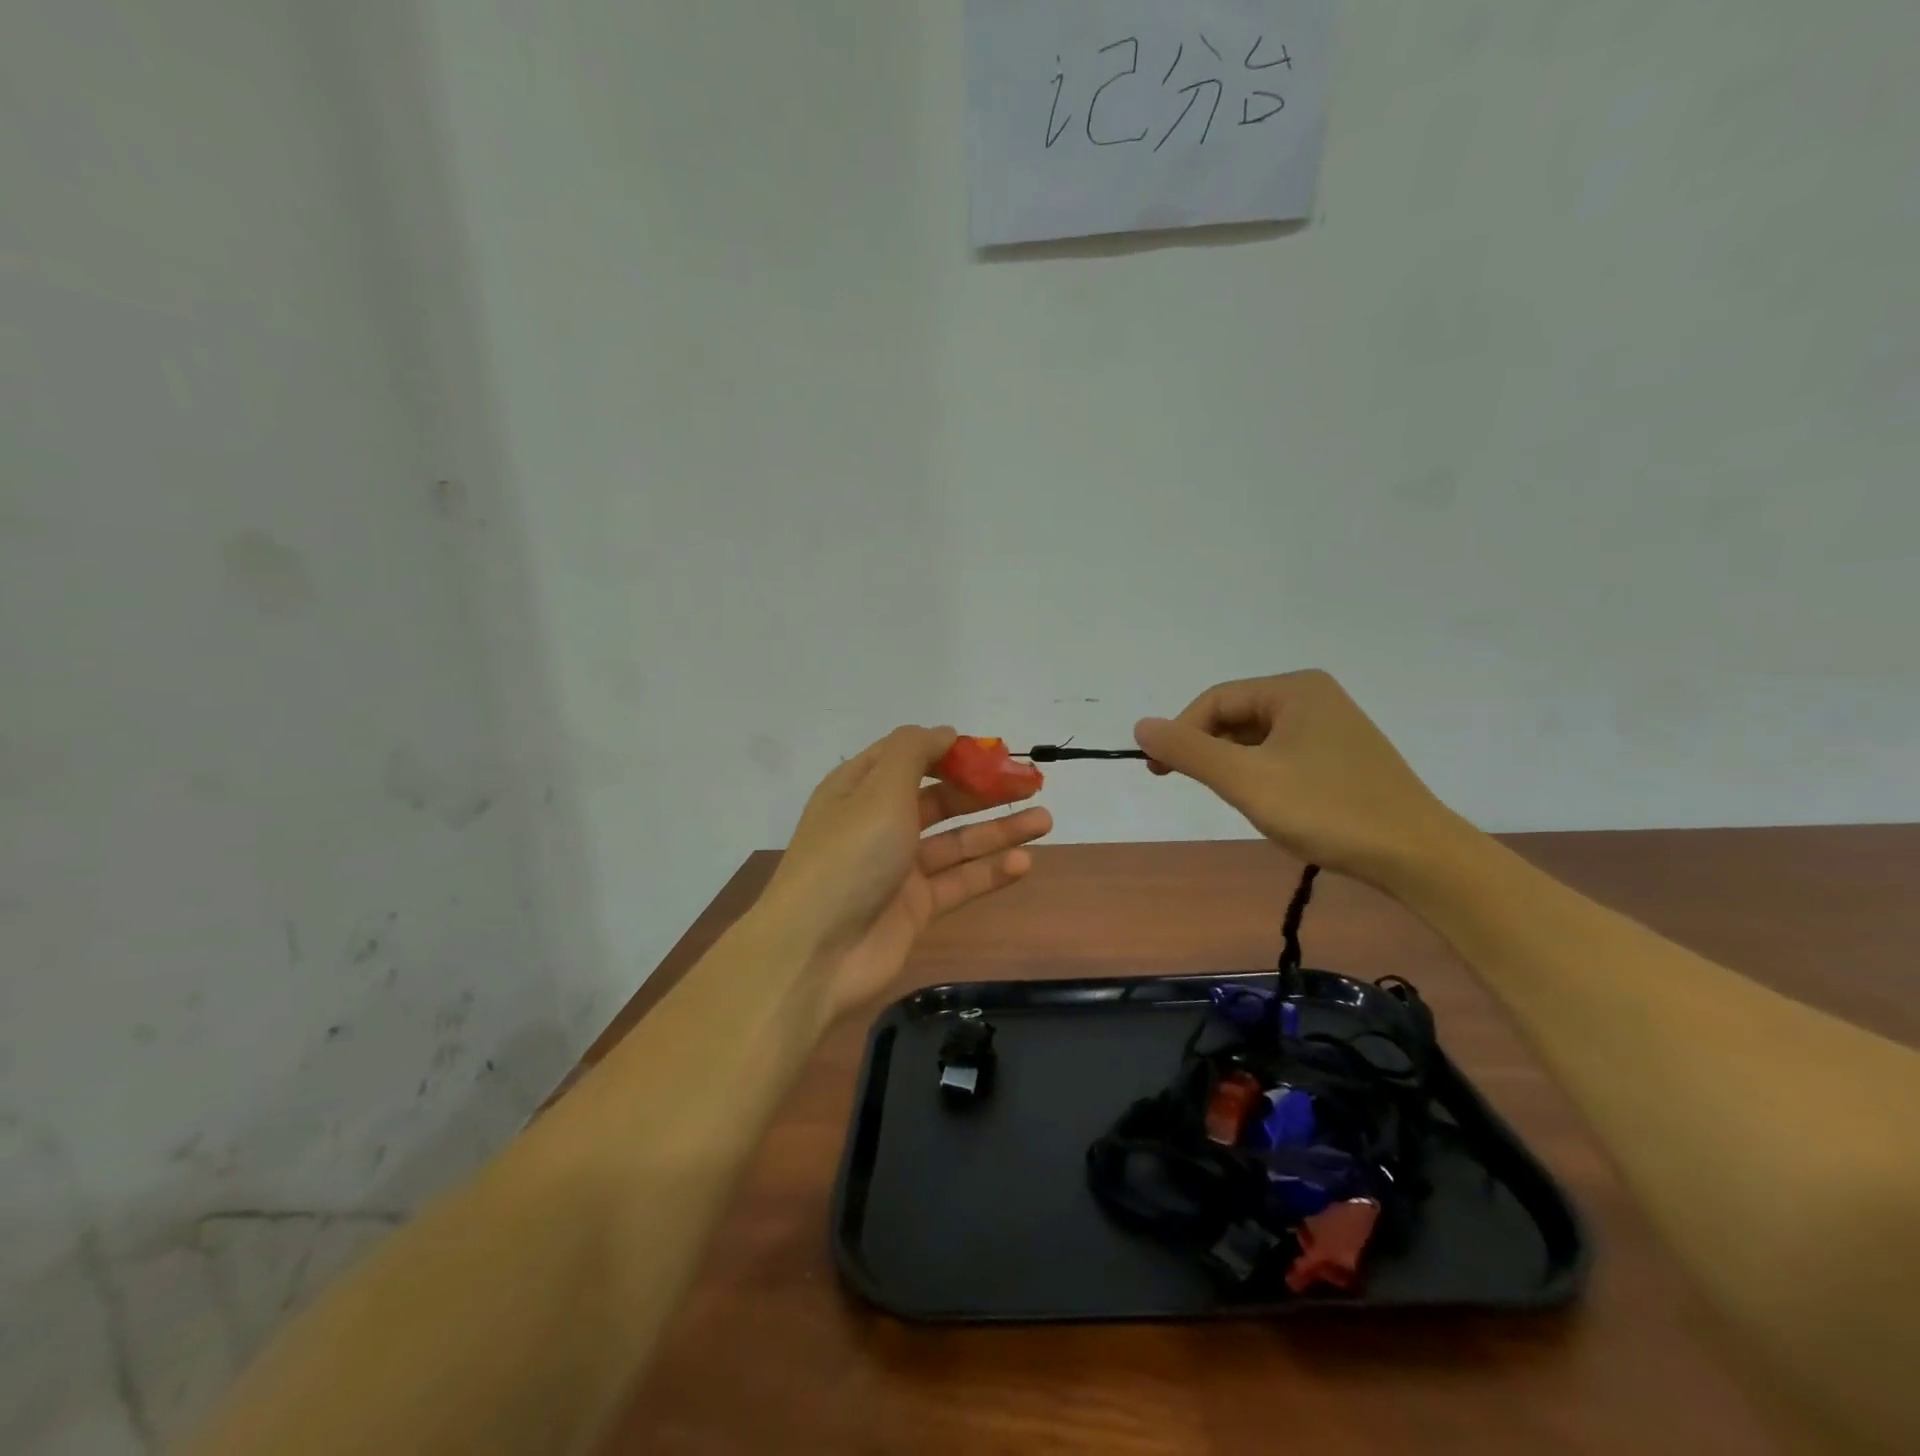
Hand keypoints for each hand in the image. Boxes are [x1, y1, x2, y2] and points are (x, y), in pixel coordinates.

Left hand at [759, 726, 1052, 1021]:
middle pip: (940, 798)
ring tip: (1045, 819)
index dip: (950, 750)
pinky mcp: (915, 907)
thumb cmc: (849, 857)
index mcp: (860, 788)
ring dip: (998, 829)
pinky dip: (990, 871)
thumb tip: (944, 732)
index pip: (909, 757)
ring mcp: (898, 867)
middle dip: (985, 789)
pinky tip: (1024, 863)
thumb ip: (913, 752)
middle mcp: (879, 823)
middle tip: (1033, 782)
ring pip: (956, 840)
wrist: (817, 953)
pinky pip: (959, 882)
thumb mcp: (878, 789)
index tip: (993, 751)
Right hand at [1135, 671, 1467, 891]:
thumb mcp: (1246, 780)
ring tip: (1242, 801)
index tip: (1160, 774)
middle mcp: (1313, 697)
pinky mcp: (1341, 757)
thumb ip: (1189, 751)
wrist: (1418, 857)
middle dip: (1210, 752)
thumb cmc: (1328, 810)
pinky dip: (1262, 775)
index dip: (1181, 734)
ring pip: (1257, 739)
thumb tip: (1140, 725)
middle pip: (1235, 716)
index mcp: (1293, 689)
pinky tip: (1271, 805)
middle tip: (1202, 791)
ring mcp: (1331, 727)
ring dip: (1235, 766)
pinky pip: (1281, 754)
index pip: (1214, 701)